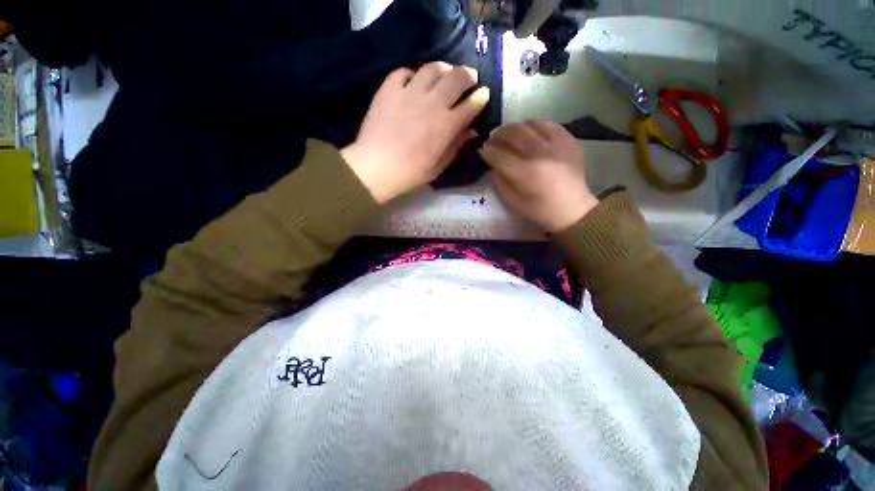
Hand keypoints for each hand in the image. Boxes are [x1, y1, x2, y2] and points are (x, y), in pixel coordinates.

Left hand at [341, 62, 489, 203]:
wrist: (376, 167)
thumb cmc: (410, 173)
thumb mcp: (438, 166)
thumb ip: (456, 146)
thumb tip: (471, 131)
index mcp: (446, 125)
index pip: (471, 104)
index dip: (480, 97)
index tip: (483, 95)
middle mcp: (432, 103)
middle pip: (457, 77)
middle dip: (468, 75)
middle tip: (469, 79)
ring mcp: (410, 93)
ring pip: (433, 68)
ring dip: (444, 69)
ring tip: (445, 75)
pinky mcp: (389, 89)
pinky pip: (405, 72)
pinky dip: (413, 74)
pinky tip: (414, 83)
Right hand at [479, 120, 598, 232]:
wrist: (573, 208)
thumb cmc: (540, 209)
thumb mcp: (514, 202)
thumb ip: (500, 182)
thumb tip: (492, 165)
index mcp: (526, 173)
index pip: (500, 155)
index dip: (487, 151)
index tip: (482, 151)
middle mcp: (540, 154)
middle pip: (513, 134)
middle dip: (498, 136)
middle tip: (492, 140)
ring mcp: (556, 144)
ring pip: (529, 125)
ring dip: (513, 128)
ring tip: (508, 135)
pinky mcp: (568, 140)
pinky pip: (547, 123)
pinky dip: (534, 125)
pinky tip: (528, 131)